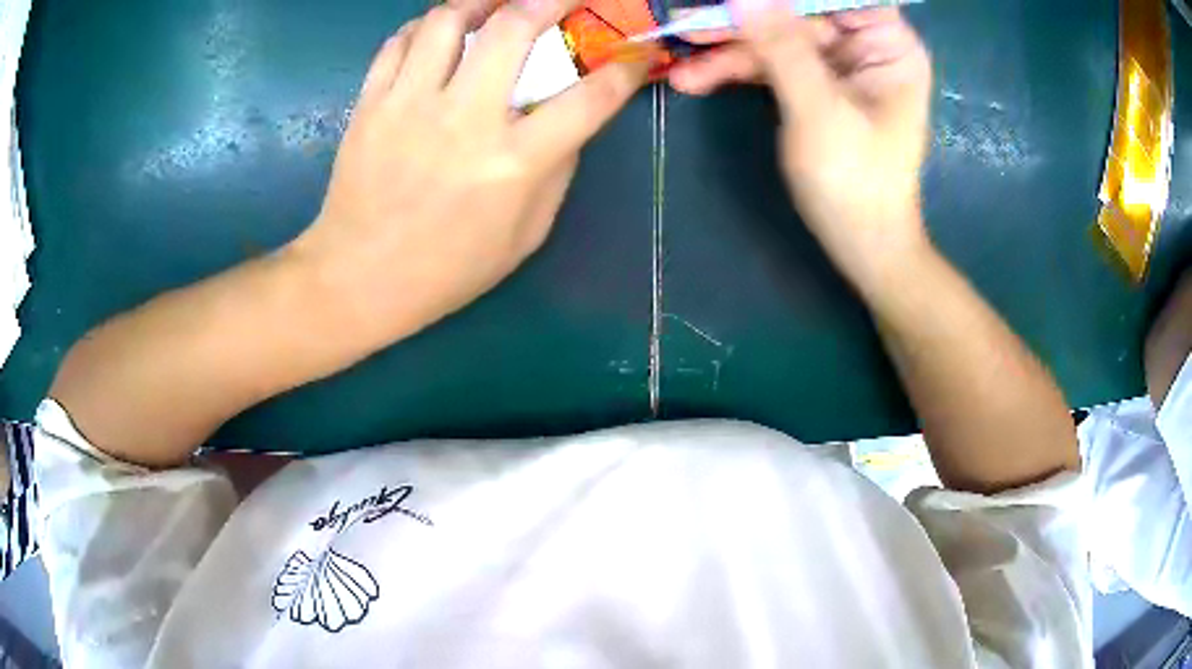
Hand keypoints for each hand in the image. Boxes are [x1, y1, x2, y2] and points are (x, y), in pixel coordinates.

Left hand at [290, 0, 649, 339]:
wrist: (359, 279)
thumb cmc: (448, 269)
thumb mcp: (525, 235)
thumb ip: (555, 171)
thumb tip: (570, 118)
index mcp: (514, 163)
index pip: (590, 98)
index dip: (626, 69)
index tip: (637, 54)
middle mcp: (464, 120)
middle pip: (514, 28)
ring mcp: (409, 106)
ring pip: (447, 20)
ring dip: (480, 1)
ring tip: (496, 4)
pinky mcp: (370, 104)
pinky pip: (399, 42)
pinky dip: (424, 27)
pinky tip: (439, 33)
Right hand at [668, 6, 932, 290]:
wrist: (860, 244)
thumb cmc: (856, 182)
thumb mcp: (820, 110)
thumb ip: (782, 48)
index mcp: (889, 46)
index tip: (739, 2)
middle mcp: (865, 47)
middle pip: (799, 14)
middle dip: (746, 24)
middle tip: (689, 27)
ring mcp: (837, 66)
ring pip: (777, 38)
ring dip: (729, 52)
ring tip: (684, 66)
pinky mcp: (813, 85)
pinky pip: (771, 65)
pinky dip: (736, 72)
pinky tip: (696, 80)